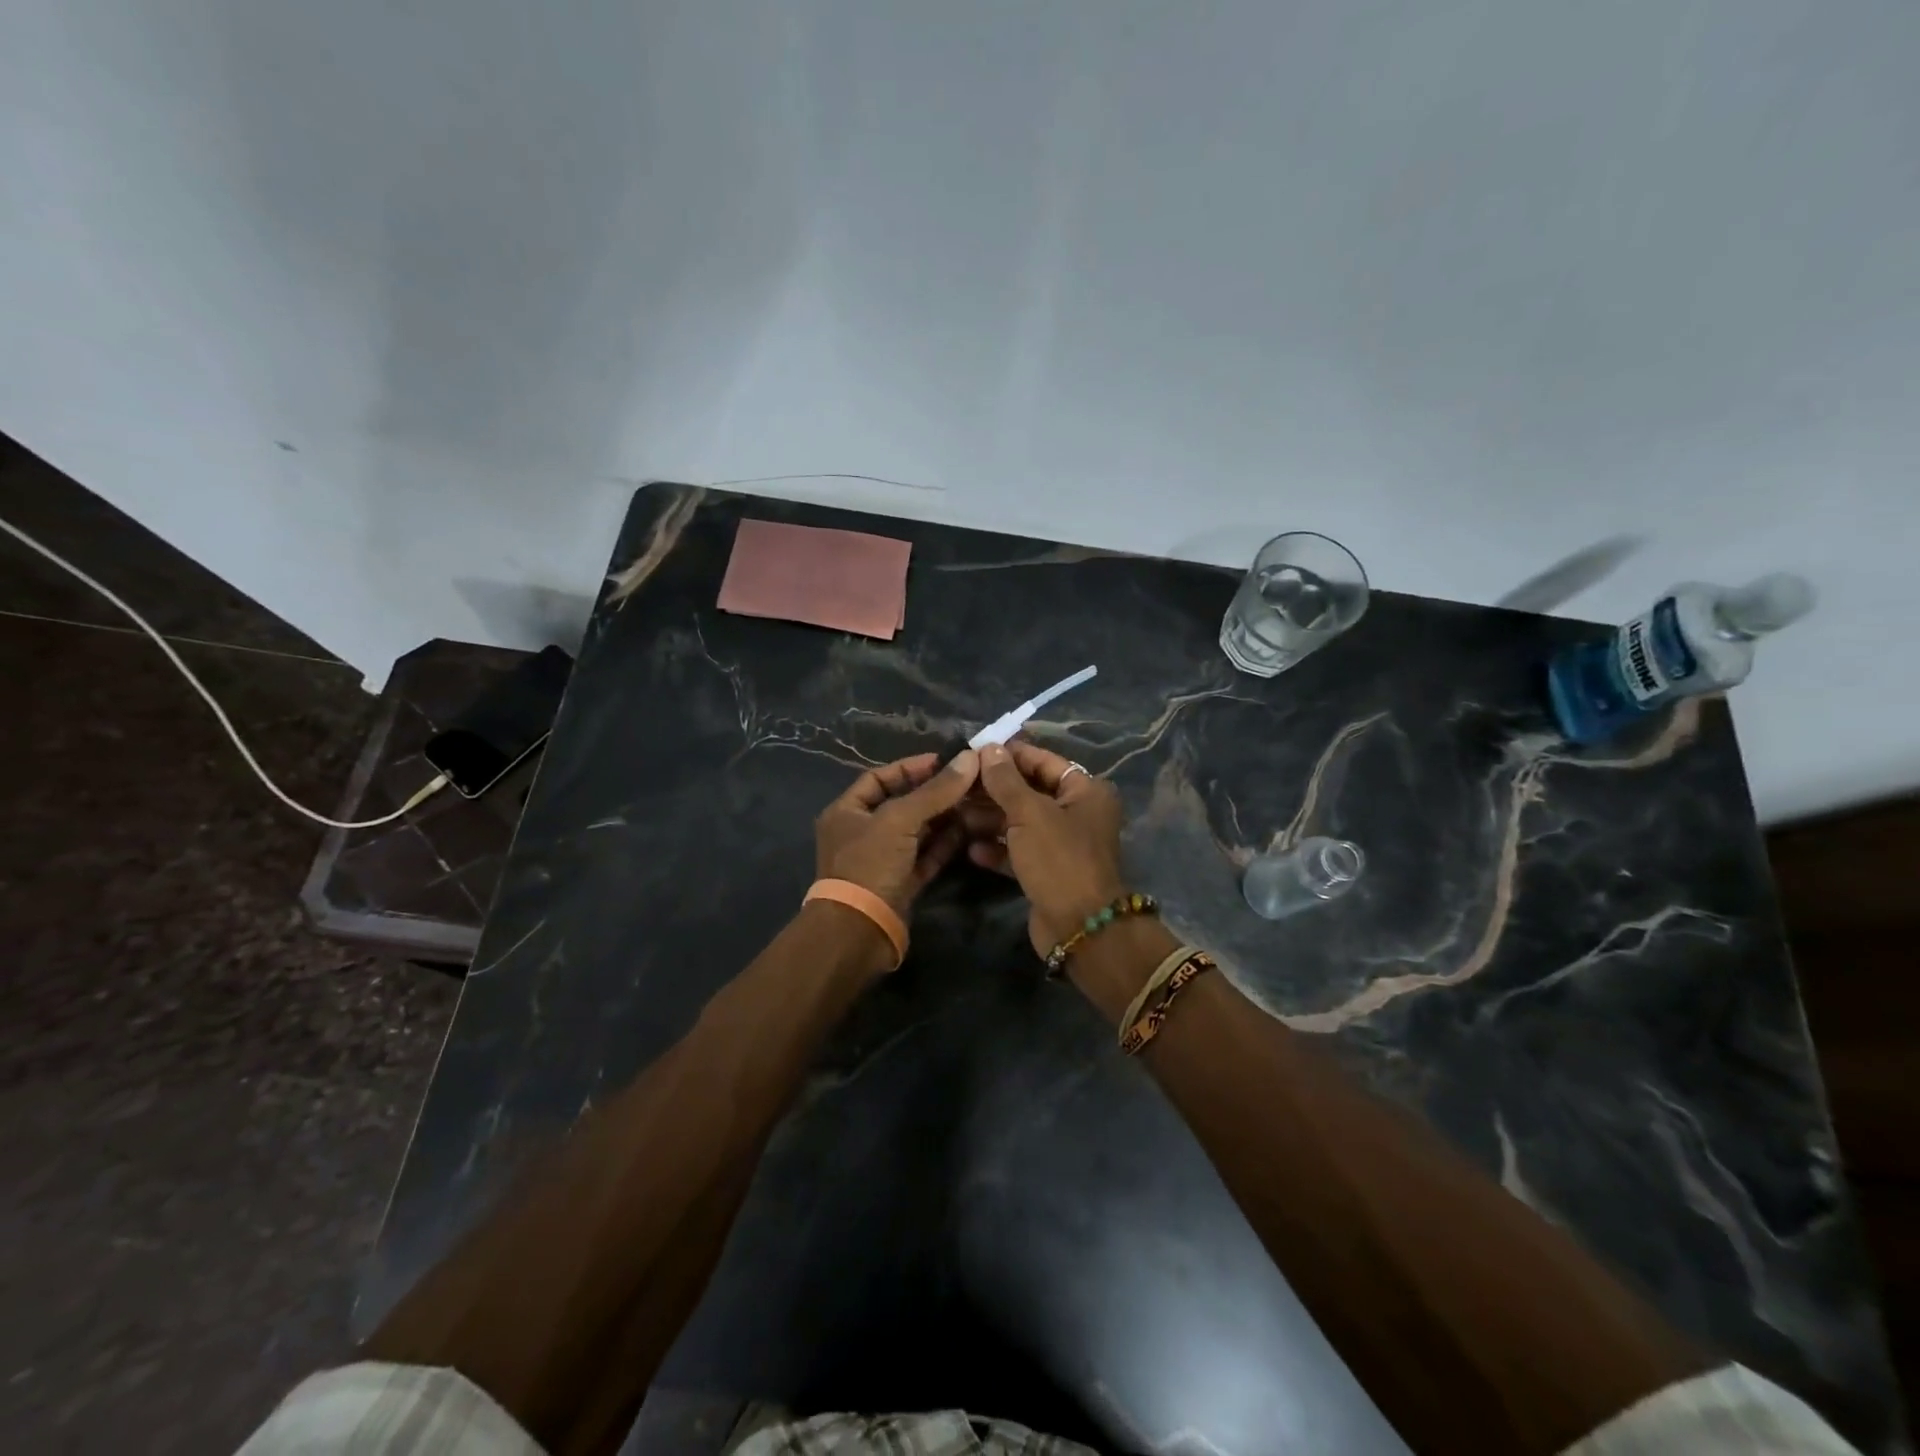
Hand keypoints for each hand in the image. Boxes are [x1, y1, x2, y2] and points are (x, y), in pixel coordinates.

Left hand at [815, 751, 980, 917]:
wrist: (859, 931)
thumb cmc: (869, 865)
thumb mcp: (899, 820)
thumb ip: (934, 791)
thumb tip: (969, 759)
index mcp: (847, 811)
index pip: (879, 778)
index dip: (911, 767)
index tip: (945, 761)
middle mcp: (862, 832)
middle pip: (903, 804)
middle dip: (936, 793)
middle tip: (970, 782)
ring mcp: (882, 860)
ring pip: (918, 831)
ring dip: (945, 818)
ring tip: (977, 803)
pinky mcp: (901, 883)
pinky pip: (926, 856)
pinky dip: (946, 844)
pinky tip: (970, 831)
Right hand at [970, 741, 1126, 955]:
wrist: (1080, 927)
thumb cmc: (1058, 858)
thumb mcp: (1029, 813)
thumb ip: (1005, 780)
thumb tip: (989, 748)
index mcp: (1085, 791)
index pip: (1043, 761)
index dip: (1010, 755)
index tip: (975, 751)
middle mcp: (1077, 813)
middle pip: (1030, 792)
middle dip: (994, 789)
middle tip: (958, 785)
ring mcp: (1063, 844)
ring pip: (1021, 822)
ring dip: (990, 819)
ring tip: (956, 813)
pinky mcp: (1048, 871)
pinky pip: (1019, 851)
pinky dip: (998, 848)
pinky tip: (971, 850)